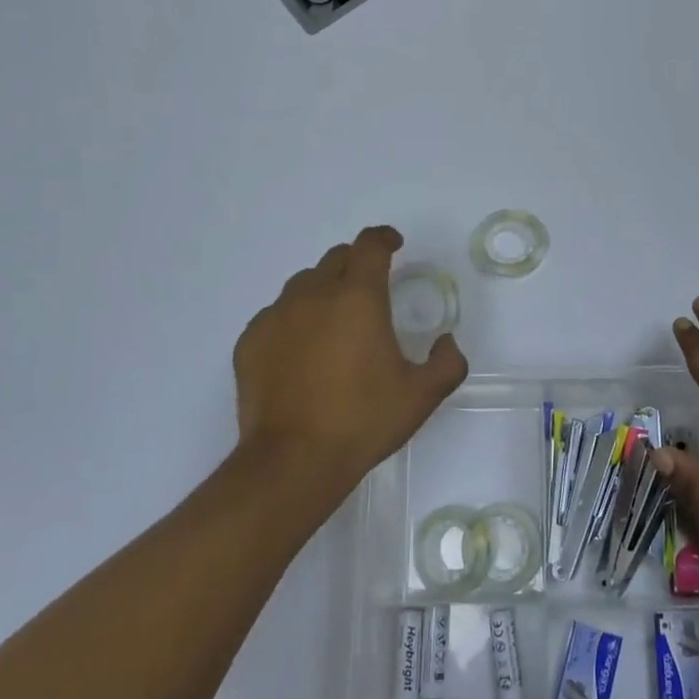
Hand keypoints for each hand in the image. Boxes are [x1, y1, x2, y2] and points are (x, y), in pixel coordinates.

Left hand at [233, 227, 467, 502]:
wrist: (292, 461)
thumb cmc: (362, 421)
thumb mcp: (421, 396)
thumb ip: (447, 362)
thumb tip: (446, 342)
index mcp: (358, 298)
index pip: (370, 246)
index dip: (384, 238)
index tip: (394, 245)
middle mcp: (314, 295)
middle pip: (336, 259)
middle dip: (357, 264)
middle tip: (370, 289)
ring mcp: (277, 316)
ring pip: (304, 284)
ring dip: (324, 290)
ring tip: (335, 322)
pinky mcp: (251, 340)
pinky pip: (277, 314)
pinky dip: (295, 320)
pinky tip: (302, 351)